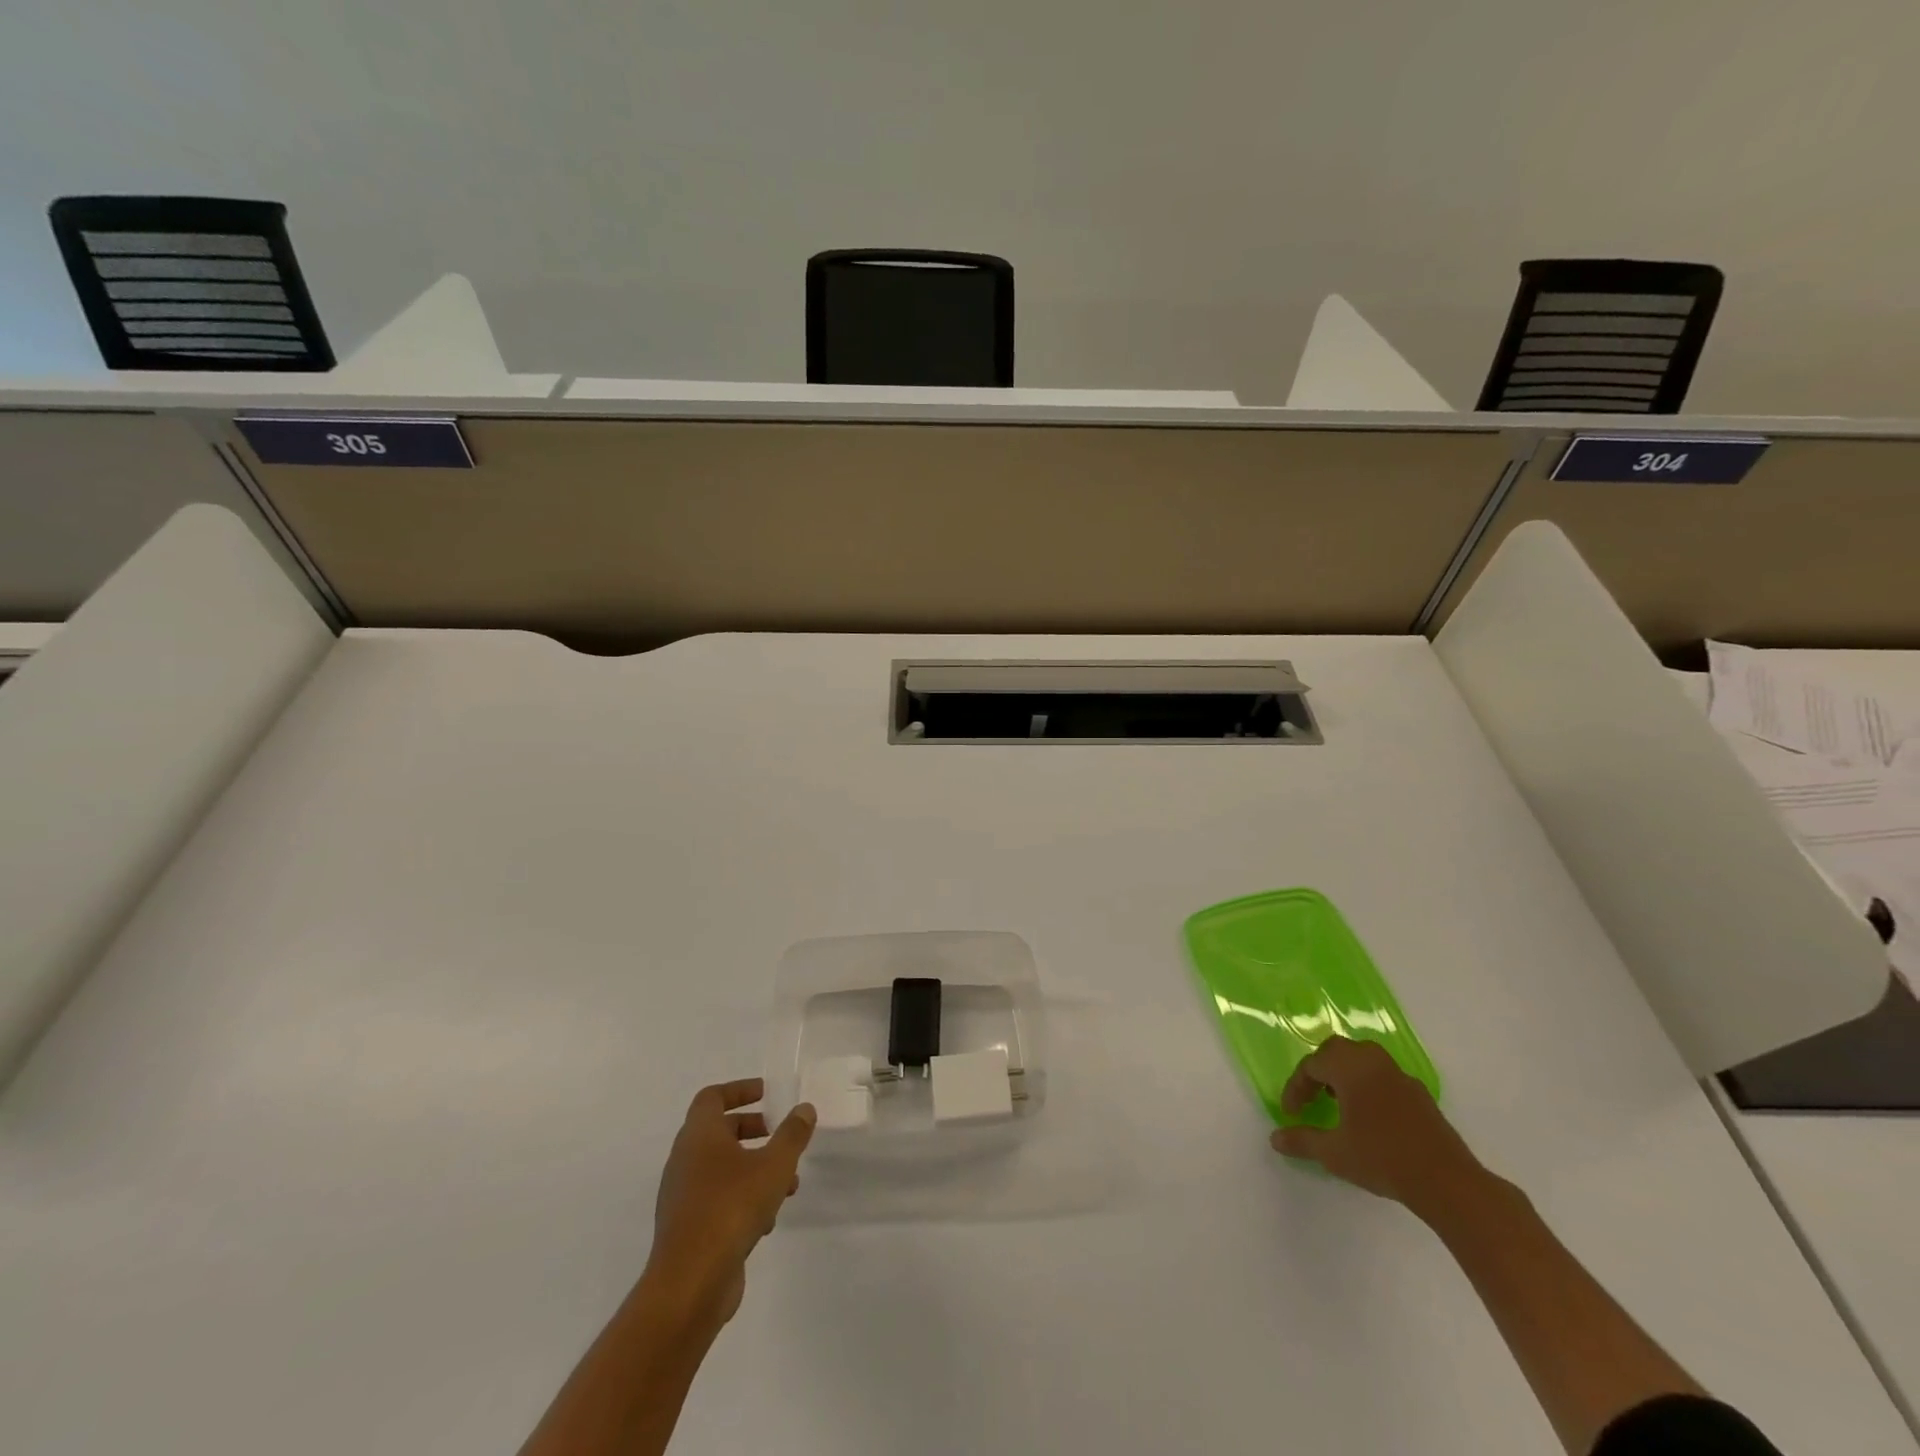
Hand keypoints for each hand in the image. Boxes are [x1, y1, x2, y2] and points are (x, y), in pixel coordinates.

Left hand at [647, 1079, 815, 1327]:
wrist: (689, 1284)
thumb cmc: (731, 1209)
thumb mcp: (774, 1165)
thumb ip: (792, 1134)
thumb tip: (804, 1108)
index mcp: (699, 1135)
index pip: (712, 1097)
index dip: (740, 1090)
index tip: (768, 1094)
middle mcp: (685, 1160)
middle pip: (718, 1131)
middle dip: (753, 1129)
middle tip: (780, 1135)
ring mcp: (683, 1196)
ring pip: (721, 1168)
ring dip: (754, 1167)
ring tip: (788, 1184)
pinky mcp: (688, 1228)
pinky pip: (718, 1199)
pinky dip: (743, 1197)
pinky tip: (768, 1219)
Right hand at [1270, 1036, 1483, 1215]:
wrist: (1447, 1182)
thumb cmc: (1382, 1159)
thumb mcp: (1334, 1153)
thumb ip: (1302, 1141)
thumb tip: (1275, 1139)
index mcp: (1349, 1068)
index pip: (1312, 1065)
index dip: (1296, 1087)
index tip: (1291, 1113)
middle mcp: (1374, 1063)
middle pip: (1337, 1051)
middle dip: (1319, 1071)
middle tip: (1312, 1096)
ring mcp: (1400, 1077)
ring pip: (1363, 1060)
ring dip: (1345, 1075)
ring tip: (1338, 1102)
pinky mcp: (1420, 1095)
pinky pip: (1384, 1077)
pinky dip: (1368, 1086)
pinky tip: (1370, 1117)